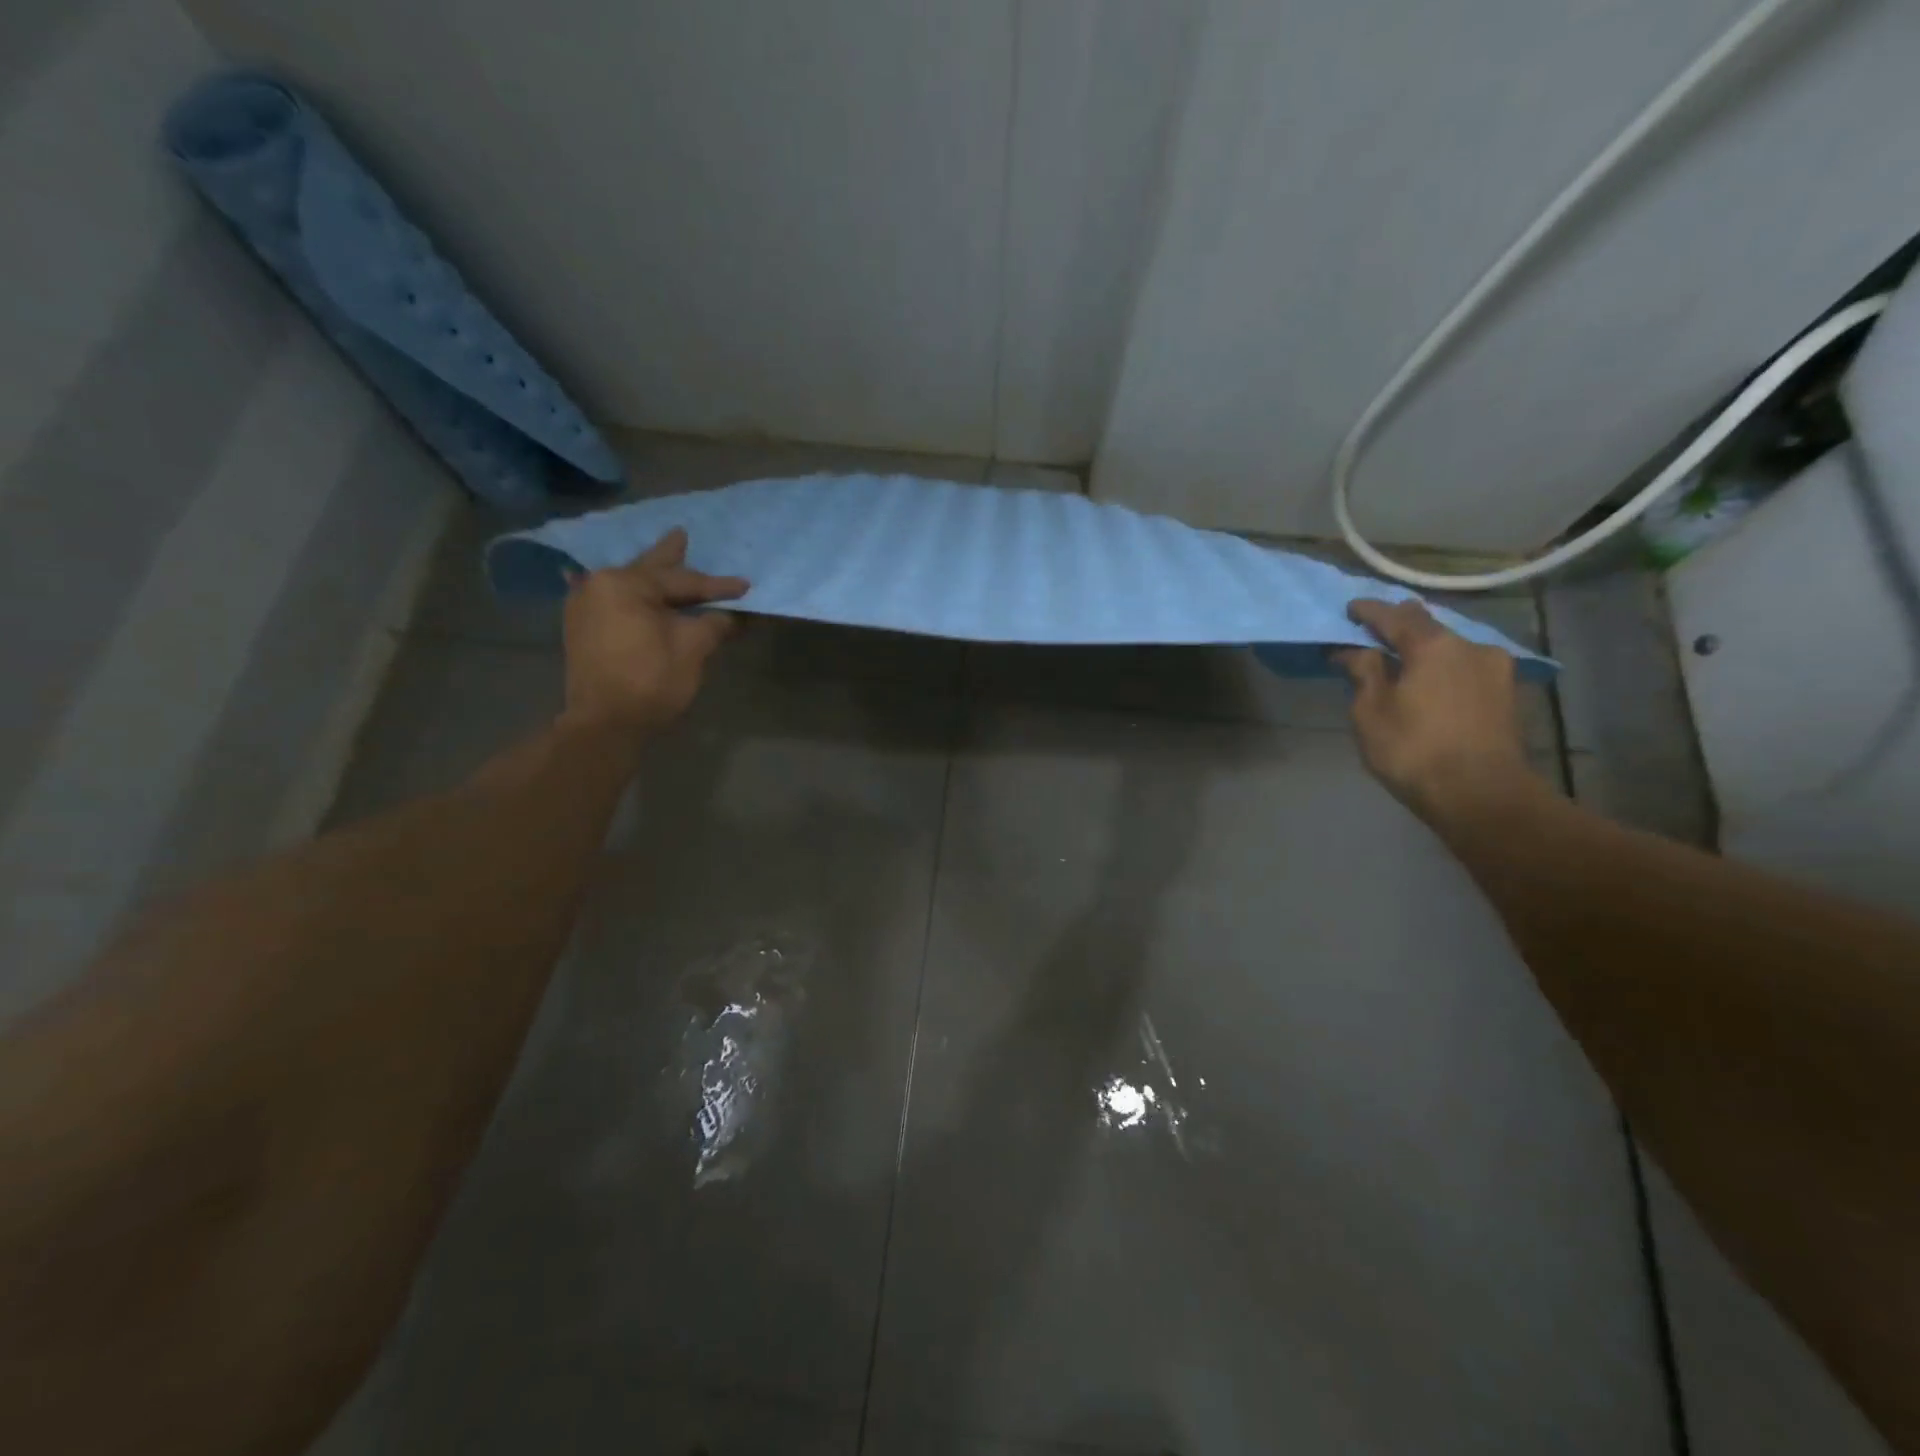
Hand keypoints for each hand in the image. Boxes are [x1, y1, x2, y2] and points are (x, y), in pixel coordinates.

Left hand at [560, 528, 748, 735]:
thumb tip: (733, 615)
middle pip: (648, 571)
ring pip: (630, 587)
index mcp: (625, 583)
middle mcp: (598, 586)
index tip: (745, 586)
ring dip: (653, 579)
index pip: (682, 581)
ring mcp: (585, 607)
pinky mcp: (582, 629)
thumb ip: (715, 624)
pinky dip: (635, 598)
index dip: (717, 586)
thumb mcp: (693, 648)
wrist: (605, 723)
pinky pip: (615, 602)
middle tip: (681, 534)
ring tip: (667, 561)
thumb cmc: (651, 680)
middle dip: (670, 557)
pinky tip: (637, 591)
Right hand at [1335, 598, 1540, 824]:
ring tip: (1403, 660)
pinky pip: (1466, 668)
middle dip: (1400, 625)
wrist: (1481, 795)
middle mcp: (1469, 646)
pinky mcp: (1506, 694)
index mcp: (1432, 645)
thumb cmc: (1414, 749)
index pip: (1394, 615)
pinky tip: (1431, 682)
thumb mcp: (1370, 711)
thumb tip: (1355, 650)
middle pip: (1428, 626)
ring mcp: (1494, 669)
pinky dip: (1443, 668)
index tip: (1349, 609)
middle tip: (1376, 631)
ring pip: (1450, 647)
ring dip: (1425, 649)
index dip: (1368, 611)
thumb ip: (1363, 672)